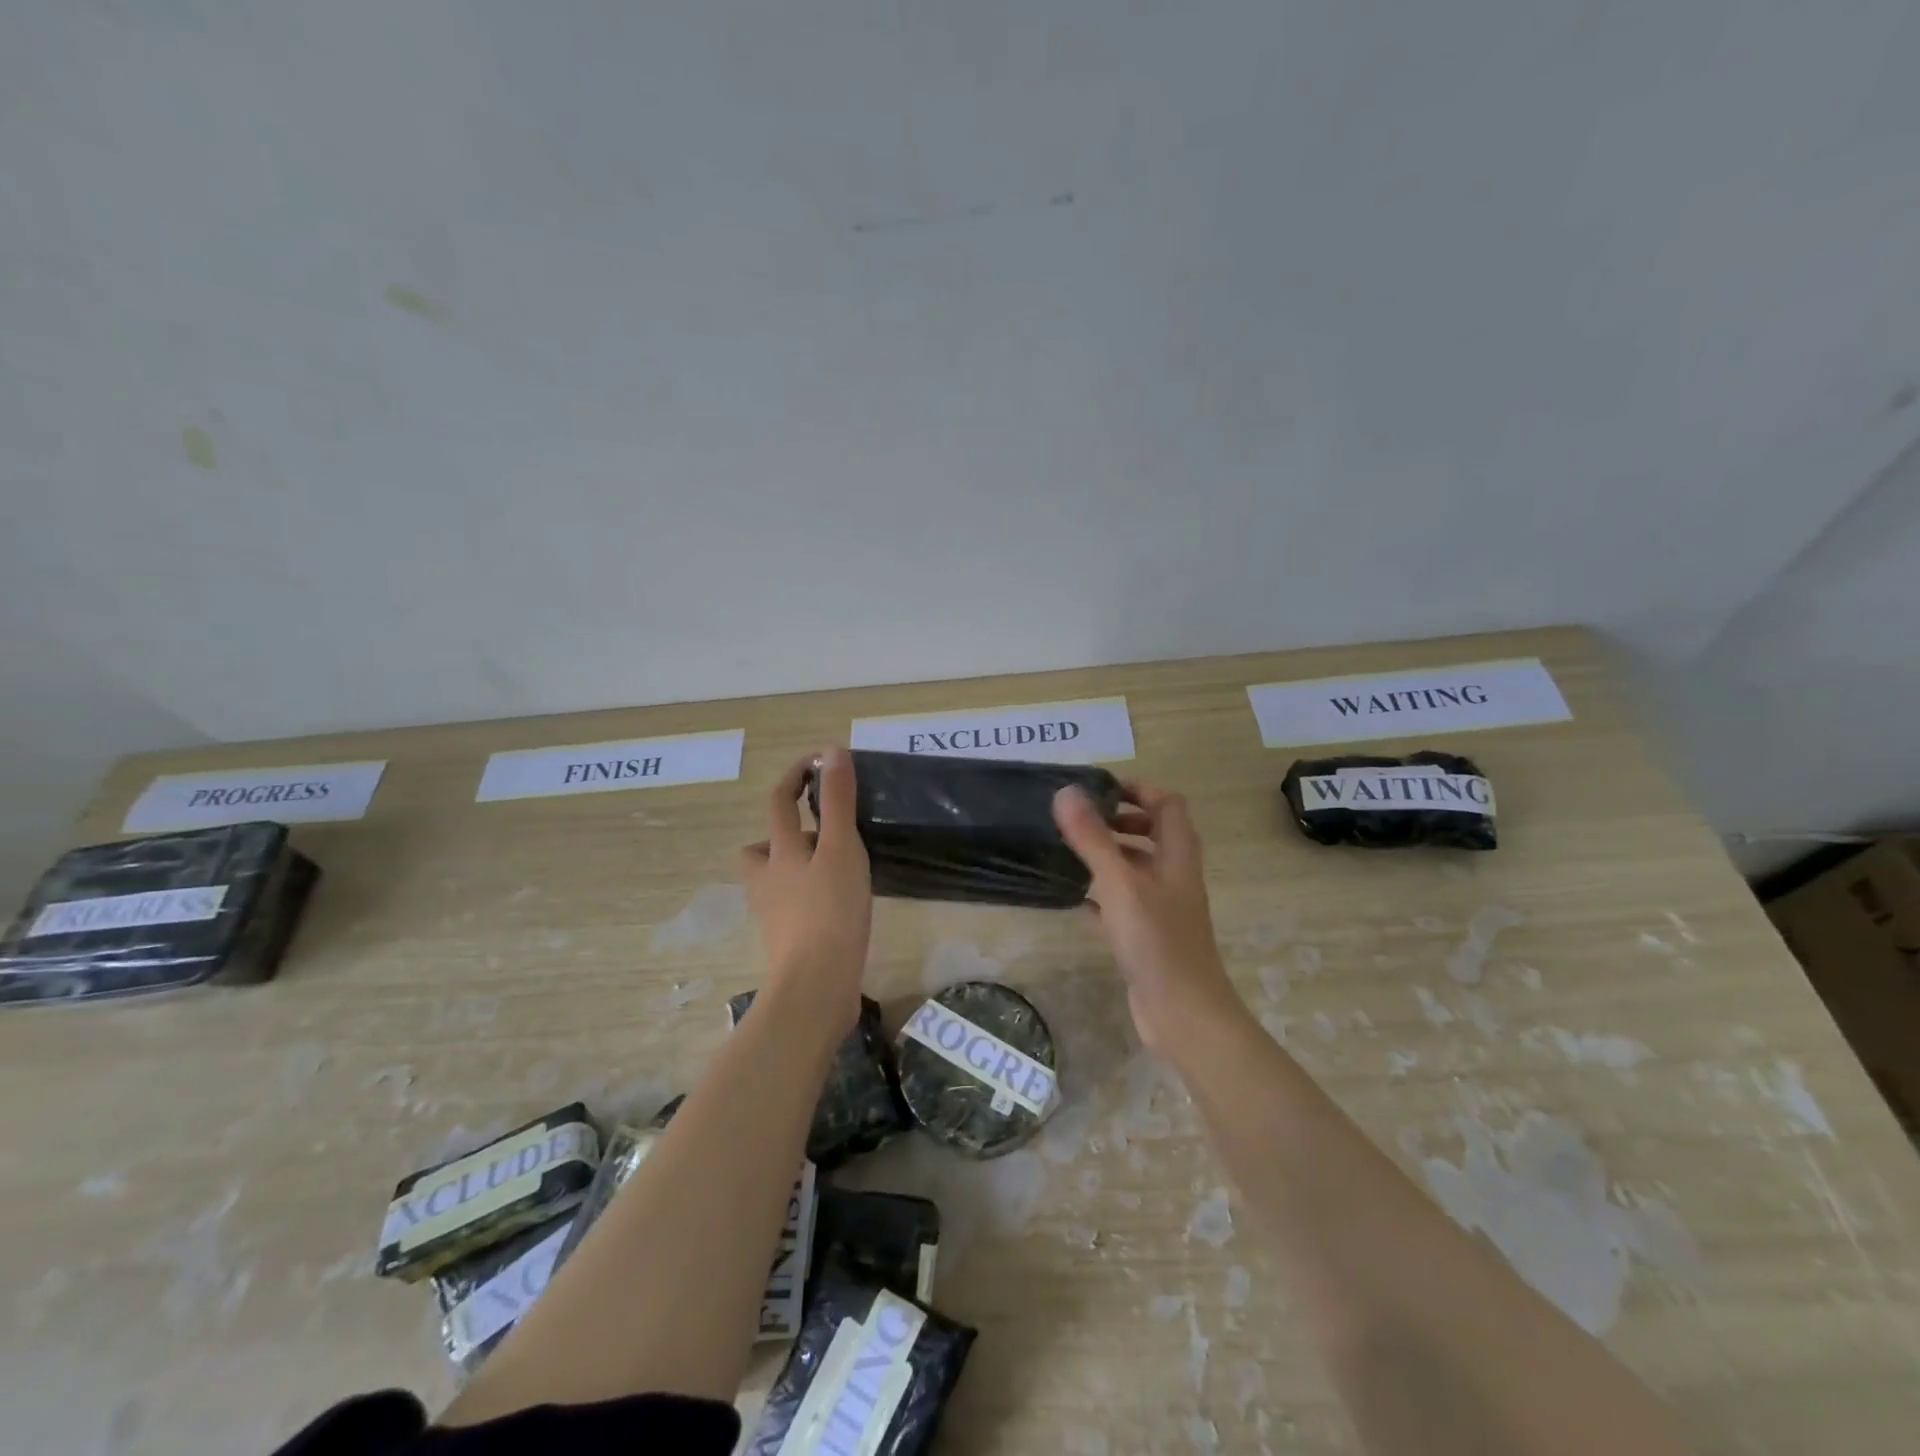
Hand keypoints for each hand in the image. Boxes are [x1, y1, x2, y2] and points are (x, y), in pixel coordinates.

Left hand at [738, 750, 872, 1032]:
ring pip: (776, 879)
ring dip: (796, 867)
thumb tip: (831, 751)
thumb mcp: (839, 848)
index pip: (779, 802)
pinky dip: (808, 897)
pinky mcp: (787, 941)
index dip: (794, 776)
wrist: (816, 986)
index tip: (818, 762)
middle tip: (822, 833)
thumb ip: (837, 801)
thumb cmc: (830, 911)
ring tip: (834, 870)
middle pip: (761, 847)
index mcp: (779, 852)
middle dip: (785, 832)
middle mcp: (767, 880)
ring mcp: (774, 914)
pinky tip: (837, 906)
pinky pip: (792, 905)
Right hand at [1054, 780, 1243, 1053]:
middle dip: (1120, 821)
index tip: (1100, 789)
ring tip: (1069, 851)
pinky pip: (1122, 902)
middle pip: (1154, 834)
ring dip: (1108, 855)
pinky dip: (1100, 893)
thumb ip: (1093, 838)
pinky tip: (1072, 897)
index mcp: (1177, 856)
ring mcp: (1162, 908)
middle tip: (1081, 820)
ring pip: (1136, 869)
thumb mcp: (1120, 882)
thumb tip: (1066, 792)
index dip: (1139, 789)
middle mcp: (1174, 876)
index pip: (1168, 804)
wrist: (1182, 1013)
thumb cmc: (1156, 940)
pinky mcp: (1147, 936)